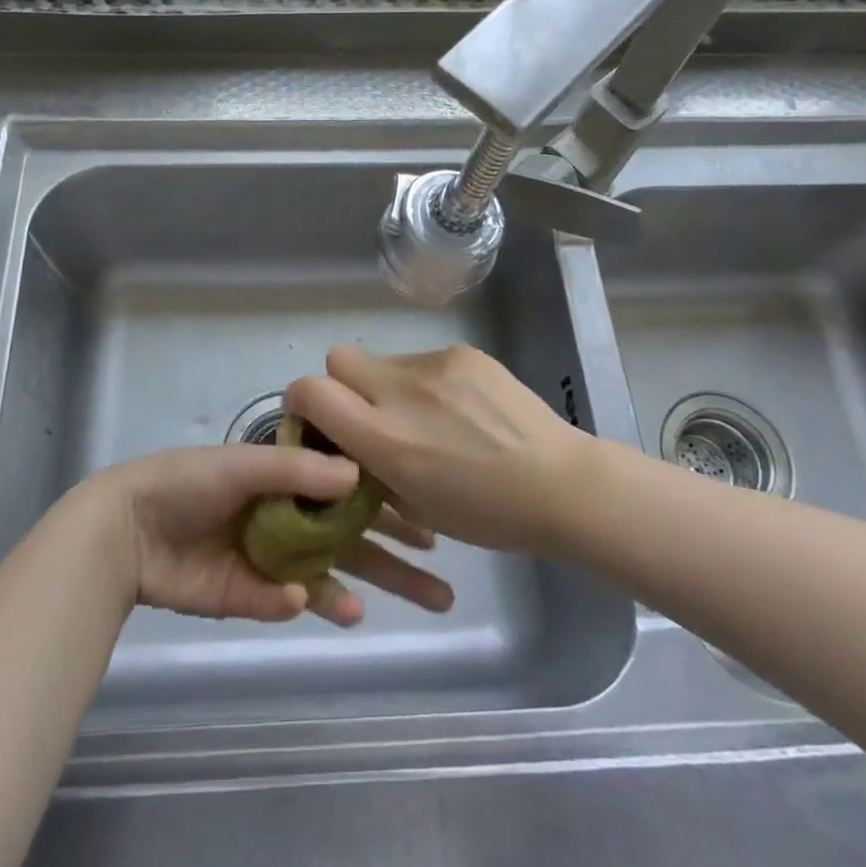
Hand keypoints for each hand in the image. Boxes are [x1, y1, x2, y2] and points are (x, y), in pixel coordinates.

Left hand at [86, 446, 451, 627]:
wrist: (127, 527)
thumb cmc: (188, 481)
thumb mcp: (246, 463)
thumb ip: (300, 472)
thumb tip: (359, 478)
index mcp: (289, 478)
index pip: (353, 492)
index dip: (391, 507)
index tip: (431, 522)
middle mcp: (289, 516)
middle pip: (351, 540)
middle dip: (394, 563)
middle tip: (441, 590)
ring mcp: (270, 557)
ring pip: (327, 577)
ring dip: (355, 592)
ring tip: (377, 611)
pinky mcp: (248, 594)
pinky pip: (284, 600)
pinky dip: (302, 603)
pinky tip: (312, 602)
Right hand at [286, 344, 592, 558]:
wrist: (562, 483)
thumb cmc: (487, 514)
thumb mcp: (414, 503)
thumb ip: (372, 464)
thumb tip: (352, 441)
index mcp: (386, 439)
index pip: (310, 390)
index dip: (303, 401)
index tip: (320, 420)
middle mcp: (401, 392)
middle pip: (339, 358)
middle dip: (343, 384)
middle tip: (373, 415)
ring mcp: (435, 365)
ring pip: (386, 361)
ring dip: (392, 386)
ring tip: (432, 419)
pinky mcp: (463, 352)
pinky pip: (424, 361)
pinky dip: (428, 383)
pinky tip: (463, 410)